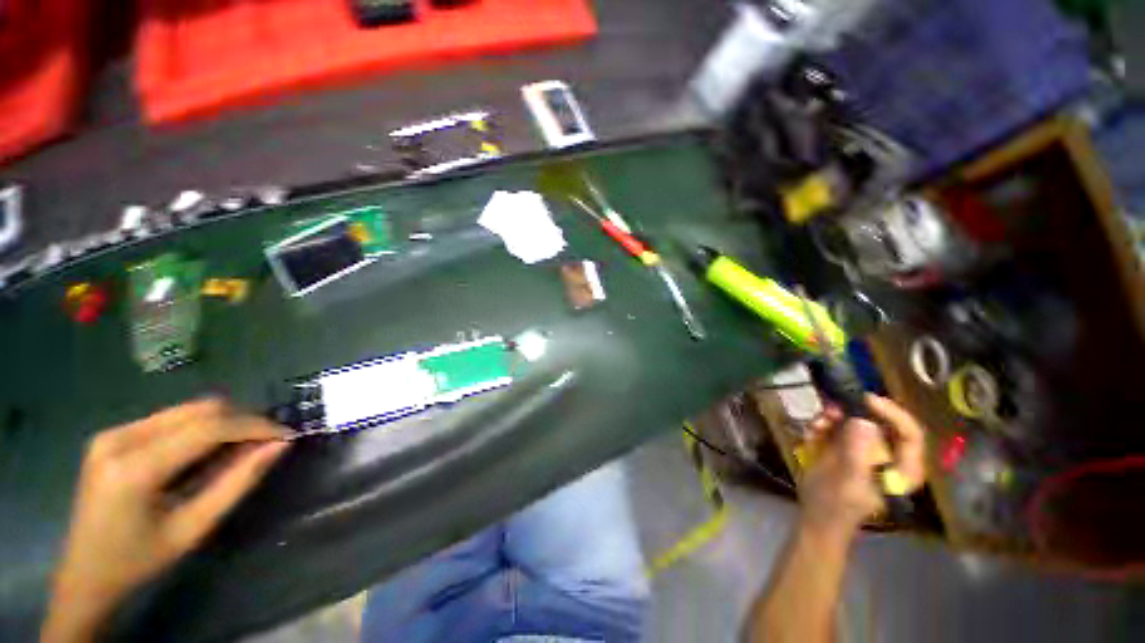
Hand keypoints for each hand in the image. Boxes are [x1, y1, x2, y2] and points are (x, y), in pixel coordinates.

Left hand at [42, 399, 291, 641]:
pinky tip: (208, 451)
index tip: (286, 435)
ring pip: (187, 410)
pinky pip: (171, 419)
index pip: (208, 428)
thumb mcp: (193, 529)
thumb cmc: (140, 560)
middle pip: (198, 409)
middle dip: (242, 420)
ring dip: (224, 423)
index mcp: (133, 468)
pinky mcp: (113, 435)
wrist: (84, 573)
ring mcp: (112, 433)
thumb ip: (237, 483)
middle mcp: (119, 438)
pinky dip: (201, 429)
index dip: (254, 426)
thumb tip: (279, 447)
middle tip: (267, 442)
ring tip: (242, 447)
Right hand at [798, 394, 924, 537]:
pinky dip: (822, 424)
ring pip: (854, 419)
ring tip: (815, 425)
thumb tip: (864, 421)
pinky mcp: (844, 445)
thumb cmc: (837, 506)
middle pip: (879, 421)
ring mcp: (864, 448)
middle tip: (830, 410)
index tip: (866, 400)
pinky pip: (835, 424)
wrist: (815, 515)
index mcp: (902, 468)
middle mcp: (888, 454)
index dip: (892, 413)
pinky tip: (810, 433)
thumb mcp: (847, 481)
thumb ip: (856, 453)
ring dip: (832, 417)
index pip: (910, 433)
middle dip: (852, 413)